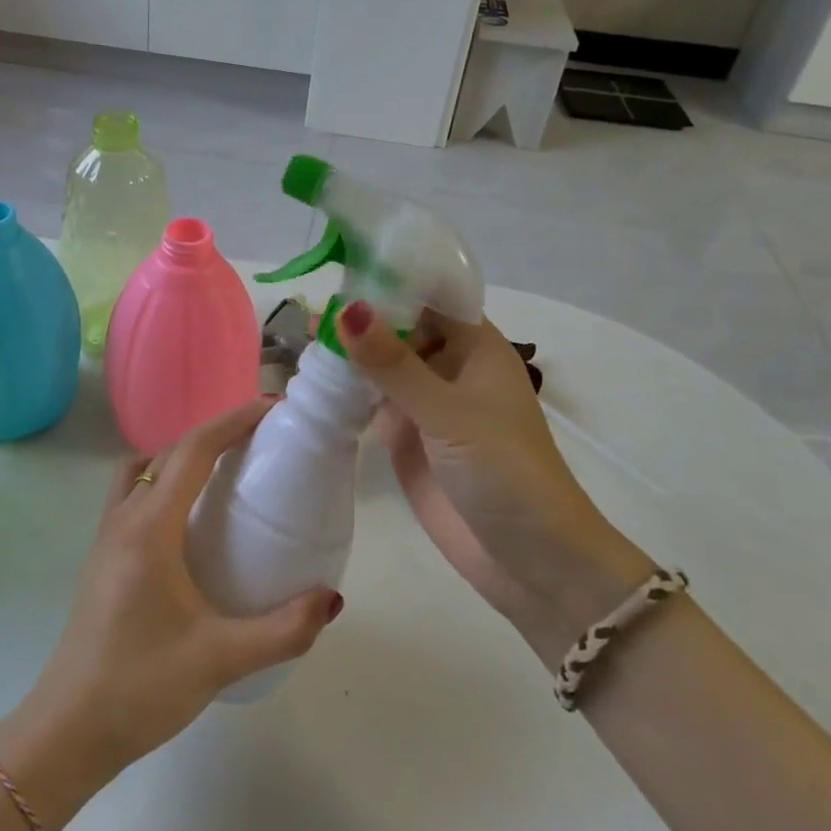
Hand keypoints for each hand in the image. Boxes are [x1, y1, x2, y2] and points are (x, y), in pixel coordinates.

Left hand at [0, 399, 341, 797]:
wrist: (67, 731)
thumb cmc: (141, 687)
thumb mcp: (220, 660)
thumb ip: (283, 630)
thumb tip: (332, 599)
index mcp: (149, 528)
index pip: (193, 450)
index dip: (233, 421)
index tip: (271, 408)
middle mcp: (124, 518)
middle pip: (169, 452)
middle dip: (215, 433)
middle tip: (261, 440)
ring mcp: (106, 536)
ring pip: (144, 469)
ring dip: (183, 456)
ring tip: (225, 474)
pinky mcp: (102, 557)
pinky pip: (133, 494)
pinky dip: (163, 482)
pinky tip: (189, 522)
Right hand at [335, 301, 650, 665]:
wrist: (531, 560)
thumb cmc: (504, 470)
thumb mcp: (447, 411)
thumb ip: (393, 363)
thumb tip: (347, 307)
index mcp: (474, 345)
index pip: (427, 295)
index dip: (388, 281)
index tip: (339, 270)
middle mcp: (448, 365)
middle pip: (398, 327)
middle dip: (359, 319)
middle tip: (306, 310)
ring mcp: (425, 402)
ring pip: (381, 364)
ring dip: (348, 355)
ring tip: (299, 340)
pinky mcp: (407, 436)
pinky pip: (371, 401)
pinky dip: (345, 391)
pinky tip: (310, 381)